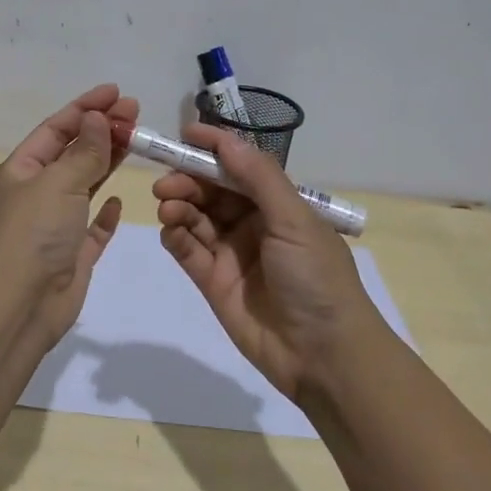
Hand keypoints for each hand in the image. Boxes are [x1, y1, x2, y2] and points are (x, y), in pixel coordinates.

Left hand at [0, 84, 137, 346]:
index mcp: (20, 172)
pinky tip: (119, 200)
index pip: (55, 130)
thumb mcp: (58, 183)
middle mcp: (35, 195)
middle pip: (72, 154)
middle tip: (135, 112)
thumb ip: (84, 152)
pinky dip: (104, 213)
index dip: (85, 108)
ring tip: (136, 140)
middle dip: (101, 131)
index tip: (116, 92)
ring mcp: (53, 226)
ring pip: (84, 186)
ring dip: (107, 163)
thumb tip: (96, 118)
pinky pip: (91, 228)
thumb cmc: (33, 233)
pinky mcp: (71, 255)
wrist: (20, 305)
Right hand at [154, 124, 382, 400]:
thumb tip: (226, 140)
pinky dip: (175, 236)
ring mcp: (231, 253)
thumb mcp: (294, 220)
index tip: (185, 135)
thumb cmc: (316, 279)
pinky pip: (187, 250)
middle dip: (188, 180)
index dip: (214, 150)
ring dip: (178, 205)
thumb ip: (258, 178)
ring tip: (167, 206)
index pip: (240, 167)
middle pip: (211, 191)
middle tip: (166, 183)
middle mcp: (253, 224)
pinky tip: (170, 230)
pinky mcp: (213, 282)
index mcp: (279, 205)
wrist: (324, 355)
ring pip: (195, 217)